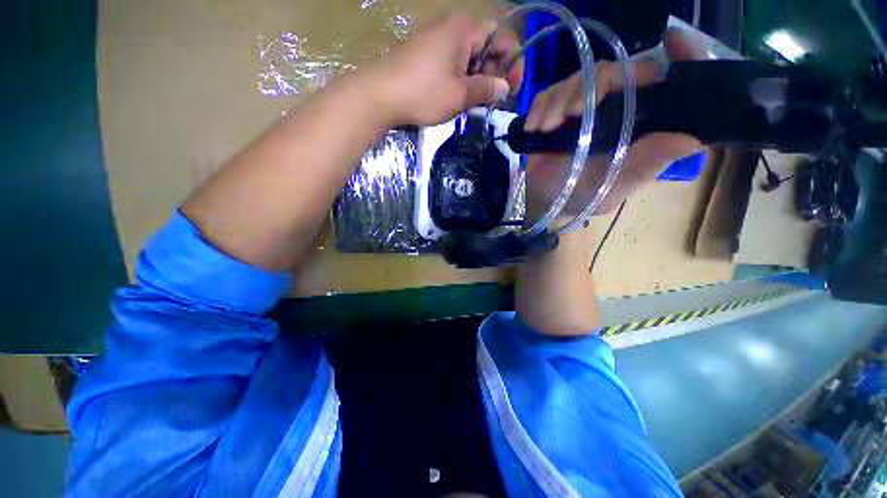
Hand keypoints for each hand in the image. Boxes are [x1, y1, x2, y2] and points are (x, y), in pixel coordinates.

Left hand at [365, 12, 522, 126]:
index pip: (502, 37)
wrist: (379, 95)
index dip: (512, 63)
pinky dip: (460, 76)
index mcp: (465, 28)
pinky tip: (457, 94)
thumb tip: (505, 87)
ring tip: (474, 101)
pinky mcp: (423, 51)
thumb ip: (486, 89)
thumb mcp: (460, 94)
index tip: (512, 89)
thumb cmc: (424, 93)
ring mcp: (435, 36)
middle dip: (493, 72)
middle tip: (491, 99)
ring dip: (476, 77)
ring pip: (468, 54)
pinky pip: (451, 59)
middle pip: (485, 44)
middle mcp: (451, 24)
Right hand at [524, 28, 704, 221]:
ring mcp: (587, 105)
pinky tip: (535, 127)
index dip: (682, 55)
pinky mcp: (559, 109)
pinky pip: (551, 93)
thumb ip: (647, 162)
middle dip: (591, 87)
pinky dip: (541, 106)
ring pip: (581, 78)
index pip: (671, 80)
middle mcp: (621, 106)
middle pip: (619, 71)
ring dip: (559, 101)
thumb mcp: (617, 184)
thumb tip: (691, 138)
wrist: (548, 201)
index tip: (673, 40)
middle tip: (570, 115)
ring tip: (546, 128)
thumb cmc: (585, 196)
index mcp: (644, 122)